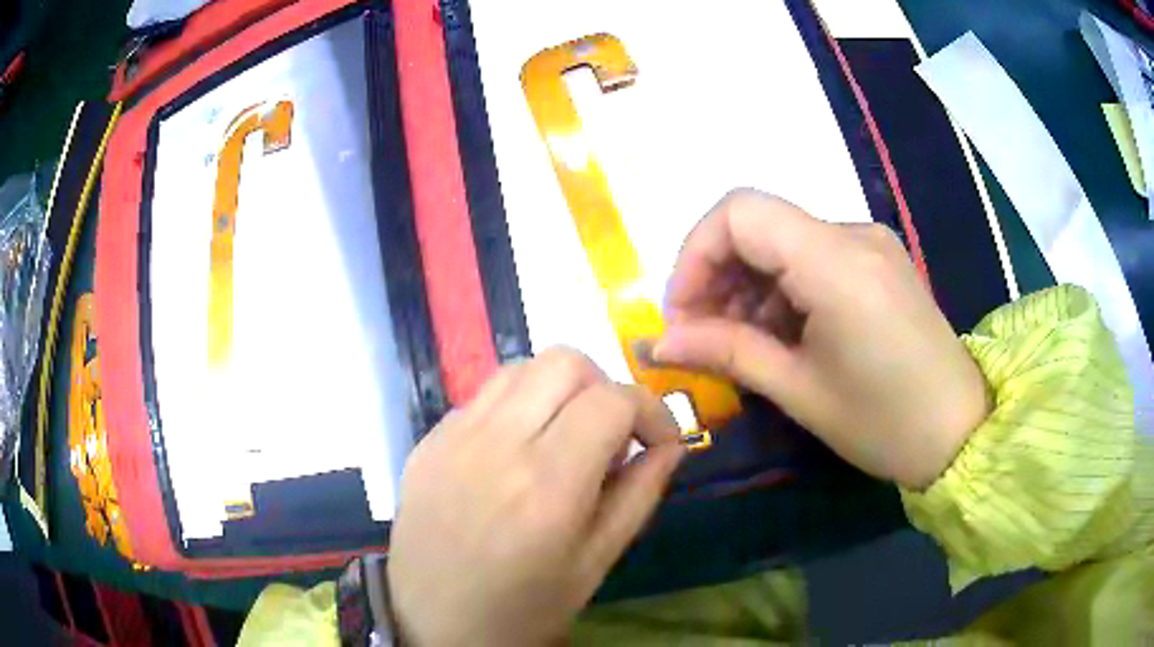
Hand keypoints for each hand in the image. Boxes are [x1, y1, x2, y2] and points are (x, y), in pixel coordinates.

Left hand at [387, 348, 684, 645]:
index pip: (612, 401)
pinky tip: (517, 451)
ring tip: (565, 436)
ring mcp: (453, 437)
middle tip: (611, 435)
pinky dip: (517, 407)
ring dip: (559, 389)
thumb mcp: (596, 563)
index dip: (651, 411)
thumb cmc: (524, 608)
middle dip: (605, 387)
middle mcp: (497, 445)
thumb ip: (640, 495)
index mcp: (547, 486)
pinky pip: (483, 397)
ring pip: (521, 367)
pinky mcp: (428, 440)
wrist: (433, 623)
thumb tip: (670, 446)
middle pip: (565, 362)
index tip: (659, 442)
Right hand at [654, 189, 990, 488]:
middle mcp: (854, 234)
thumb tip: (657, 343)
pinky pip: (814, 256)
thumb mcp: (799, 391)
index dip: (695, 256)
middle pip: (759, 223)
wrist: (960, 433)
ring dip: (749, 286)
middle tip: (703, 337)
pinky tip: (785, 335)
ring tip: (744, 345)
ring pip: (784, 241)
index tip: (683, 315)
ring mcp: (871, 244)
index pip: (739, 213)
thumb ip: (726, 353)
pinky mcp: (880, 261)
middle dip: (717, 275)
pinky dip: (783, 289)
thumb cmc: (884, 423)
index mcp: (837, 262)